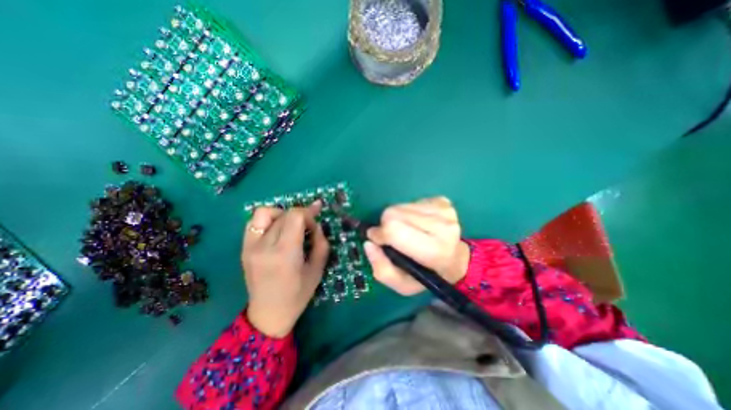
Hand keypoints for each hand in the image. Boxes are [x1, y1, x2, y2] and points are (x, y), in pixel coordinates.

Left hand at [243, 202, 327, 338]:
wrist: (268, 314)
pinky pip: (254, 222)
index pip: (295, 216)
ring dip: (282, 214)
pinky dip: (269, 220)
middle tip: (308, 228)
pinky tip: (278, 230)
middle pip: (284, 214)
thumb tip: (317, 224)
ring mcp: (250, 246)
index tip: (315, 225)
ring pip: (265, 212)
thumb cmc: (298, 294)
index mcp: (284, 253)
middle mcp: (264, 246)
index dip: (309, 214)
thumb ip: (321, 242)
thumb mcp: (318, 269)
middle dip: (300, 216)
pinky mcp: (244, 248)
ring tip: (291, 226)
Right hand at [364, 197, 467, 296]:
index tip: (377, 239)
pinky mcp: (442, 201)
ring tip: (407, 230)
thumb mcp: (403, 285)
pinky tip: (417, 223)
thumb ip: (382, 269)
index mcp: (435, 251)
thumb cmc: (428, 275)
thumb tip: (369, 243)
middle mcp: (443, 226)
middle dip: (386, 224)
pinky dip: (407, 212)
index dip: (380, 233)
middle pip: (394, 213)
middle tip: (392, 237)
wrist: (456, 259)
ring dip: (397, 218)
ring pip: (400, 206)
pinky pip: (411, 201)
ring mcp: (444, 211)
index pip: (395, 230)